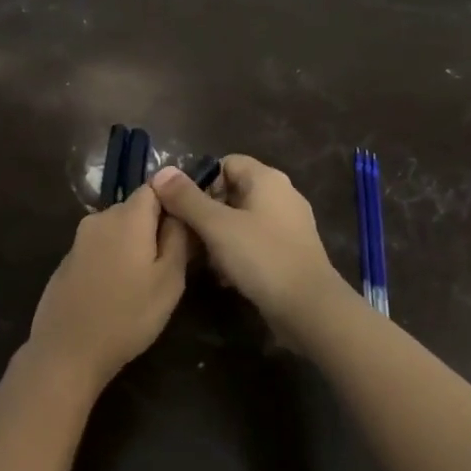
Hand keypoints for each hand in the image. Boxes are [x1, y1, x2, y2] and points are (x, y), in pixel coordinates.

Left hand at [23, 185, 192, 393]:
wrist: (67, 350)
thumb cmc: (128, 315)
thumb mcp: (169, 280)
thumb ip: (178, 238)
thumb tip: (180, 210)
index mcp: (127, 216)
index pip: (156, 187)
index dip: (175, 203)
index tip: (187, 231)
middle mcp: (100, 218)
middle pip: (136, 209)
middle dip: (155, 228)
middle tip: (172, 263)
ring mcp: (80, 239)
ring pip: (118, 230)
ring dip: (134, 246)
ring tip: (146, 282)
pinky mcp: (68, 260)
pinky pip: (100, 248)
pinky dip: (113, 259)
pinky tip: (118, 290)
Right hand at [151, 156, 347, 328]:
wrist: (309, 308)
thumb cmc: (261, 257)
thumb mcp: (216, 226)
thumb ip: (187, 198)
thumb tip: (161, 172)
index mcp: (267, 179)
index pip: (226, 162)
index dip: (201, 180)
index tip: (182, 206)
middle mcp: (282, 194)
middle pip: (233, 191)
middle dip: (206, 212)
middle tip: (187, 235)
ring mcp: (289, 224)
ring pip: (242, 219)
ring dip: (219, 235)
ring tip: (202, 259)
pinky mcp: (291, 251)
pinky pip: (255, 241)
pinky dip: (238, 252)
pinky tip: (224, 275)